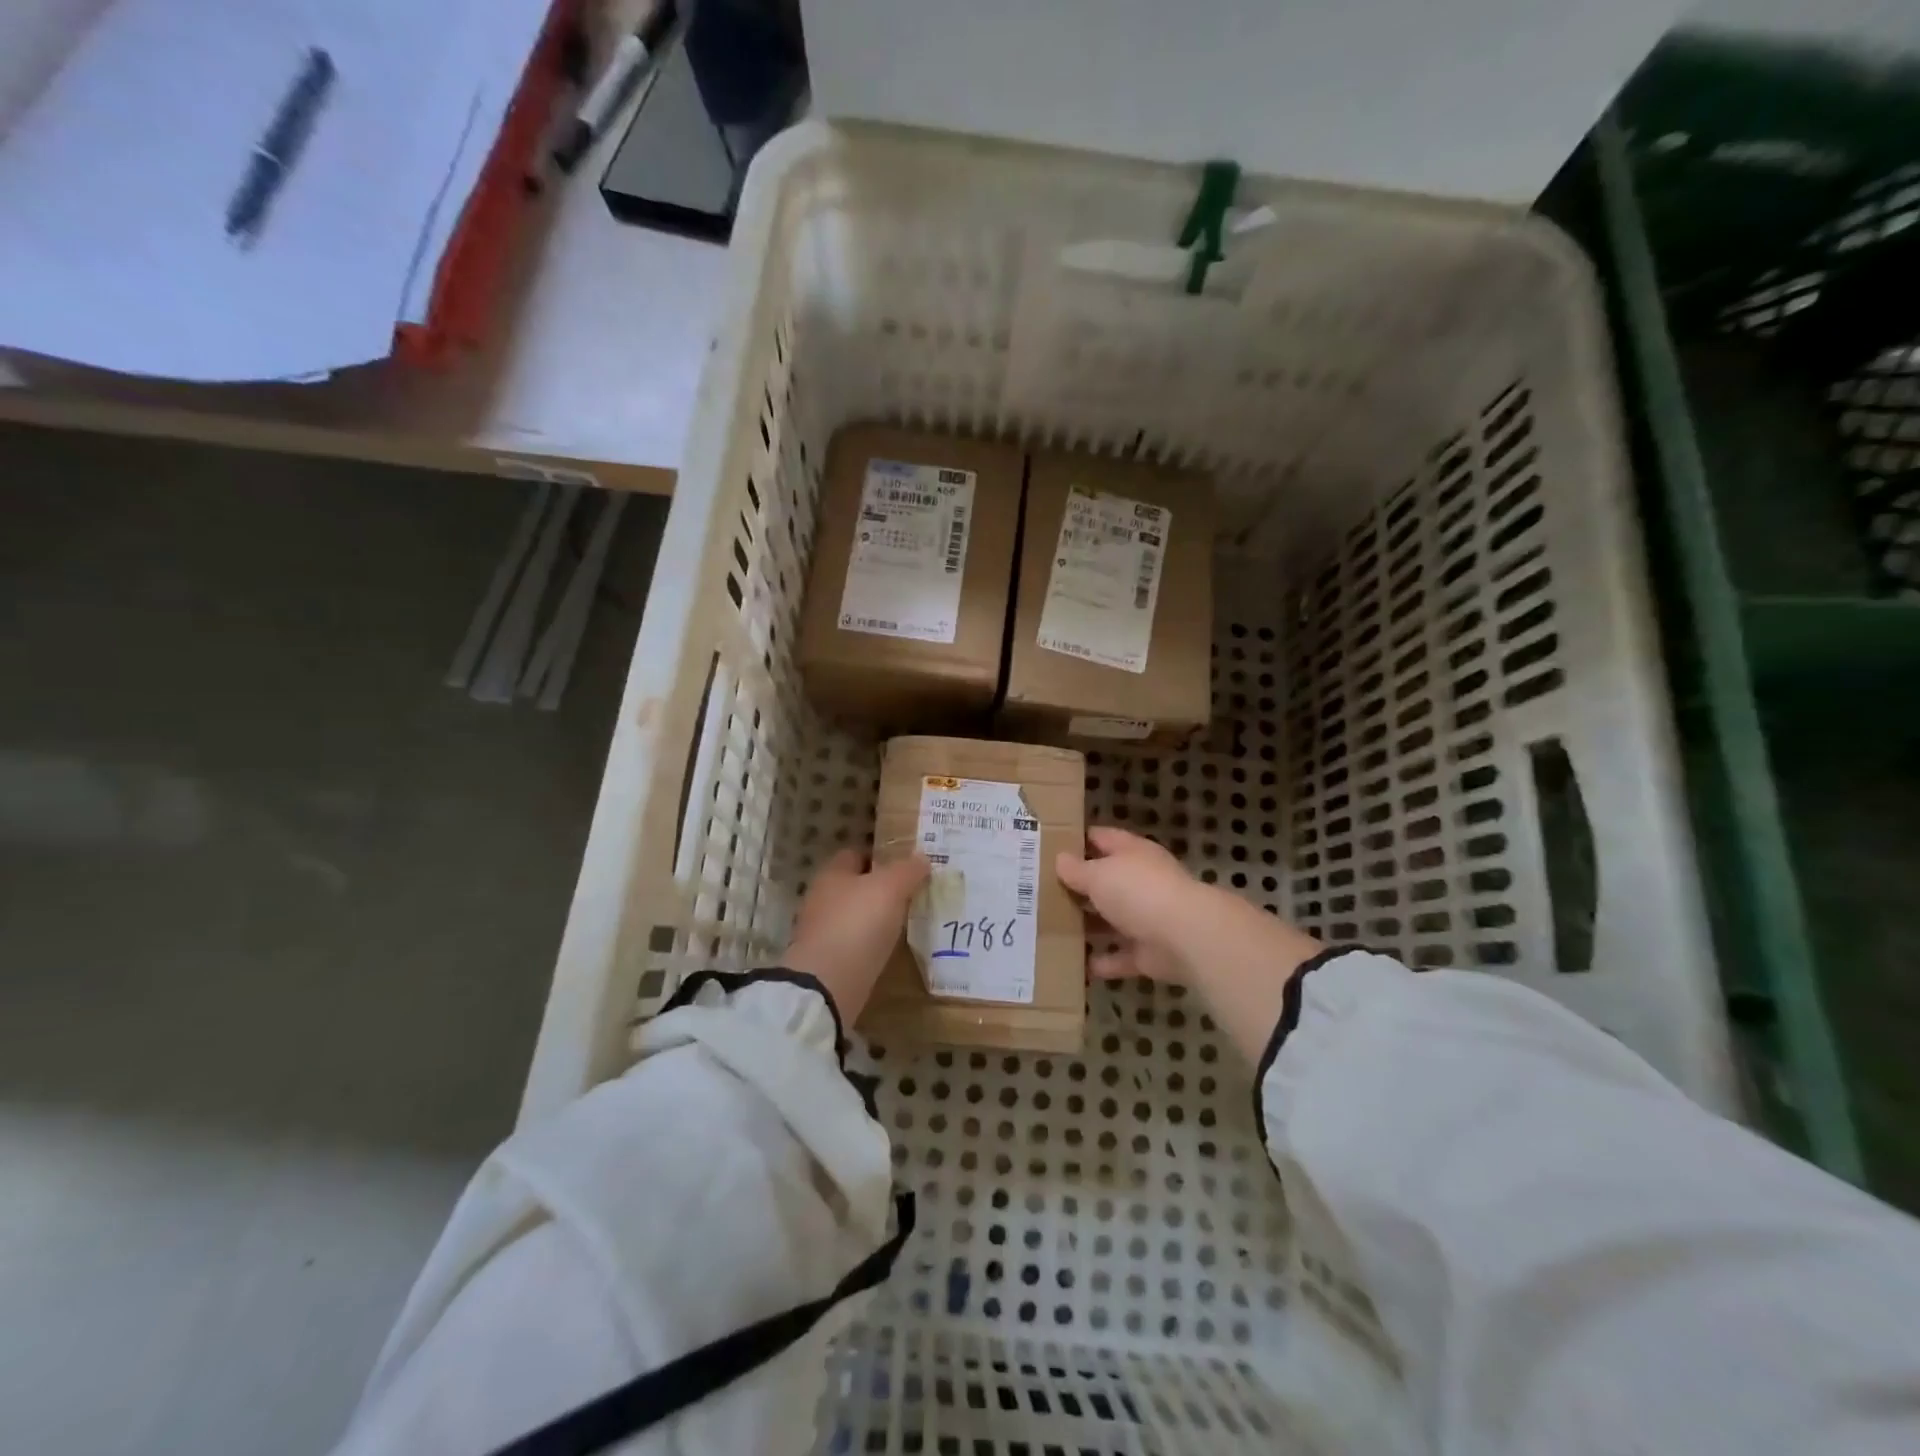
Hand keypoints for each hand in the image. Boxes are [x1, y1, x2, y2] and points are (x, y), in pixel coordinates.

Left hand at [784, 849, 929, 1023]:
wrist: (828, 985)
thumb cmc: (857, 923)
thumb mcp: (890, 887)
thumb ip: (907, 870)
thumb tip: (922, 857)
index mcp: (832, 874)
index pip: (856, 854)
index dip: (880, 855)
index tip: (907, 863)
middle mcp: (822, 899)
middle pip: (855, 886)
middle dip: (880, 888)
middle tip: (914, 892)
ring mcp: (823, 932)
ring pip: (856, 916)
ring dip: (877, 918)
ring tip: (908, 921)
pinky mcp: (829, 962)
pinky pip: (856, 944)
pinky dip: (871, 944)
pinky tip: (892, 949)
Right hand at [1058, 825, 1324, 1065]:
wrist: (1186, 937)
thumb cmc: (1139, 892)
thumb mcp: (1099, 875)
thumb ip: (1077, 870)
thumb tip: (1060, 860)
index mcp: (1132, 853)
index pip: (1102, 838)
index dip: (1078, 839)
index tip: (1050, 845)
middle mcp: (1141, 881)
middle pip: (1106, 880)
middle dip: (1080, 886)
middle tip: (1041, 890)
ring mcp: (1148, 917)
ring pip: (1113, 919)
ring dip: (1090, 925)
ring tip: (1052, 927)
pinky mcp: (1150, 952)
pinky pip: (1121, 956)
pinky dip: (1104, 961)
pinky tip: (1078, 965)